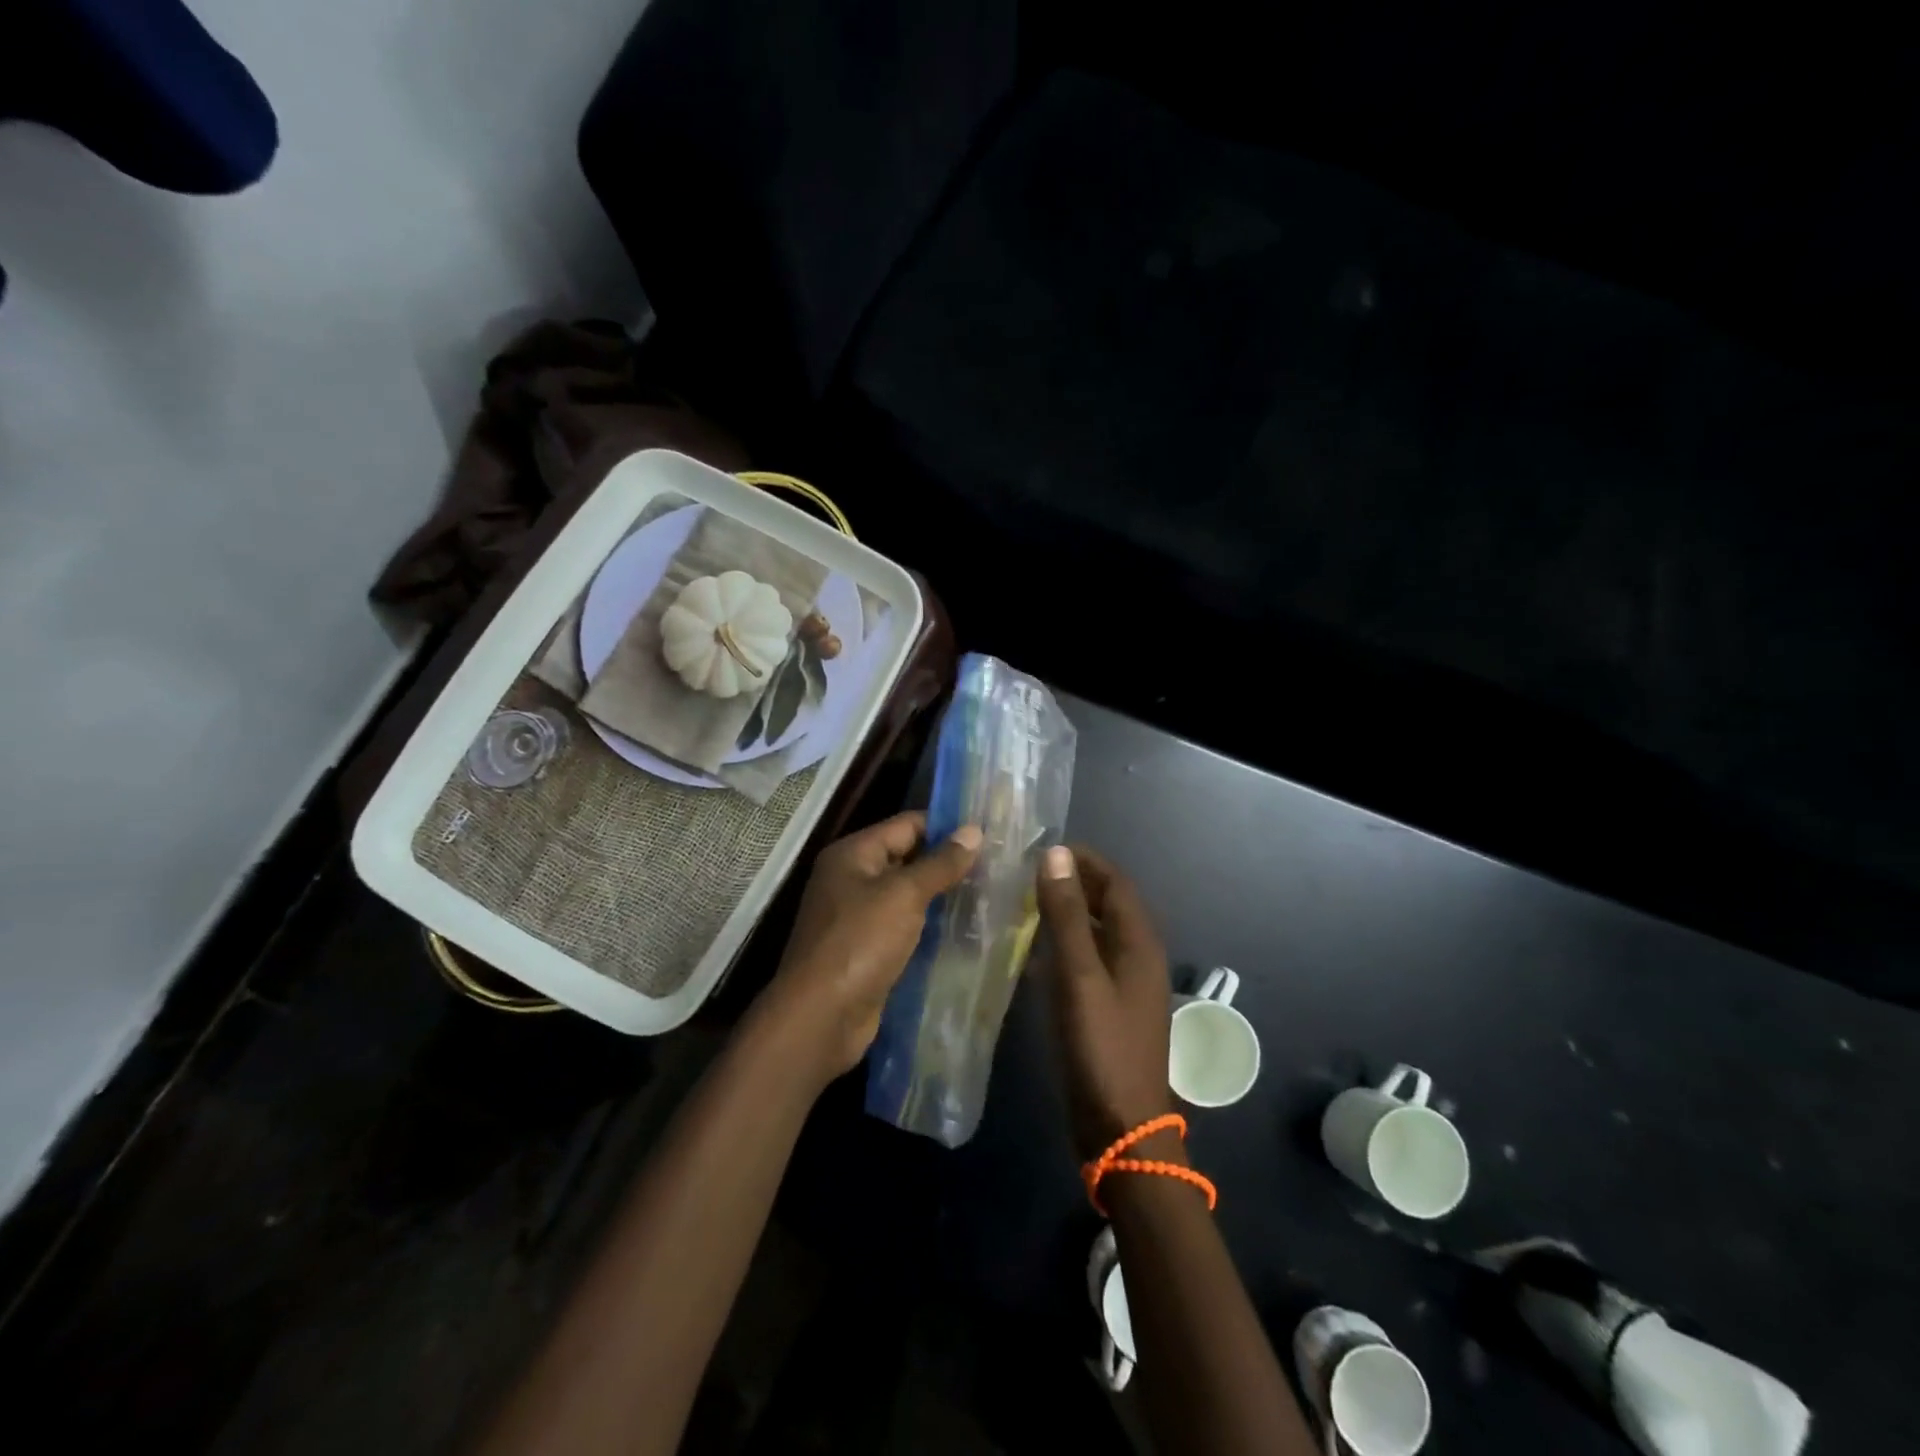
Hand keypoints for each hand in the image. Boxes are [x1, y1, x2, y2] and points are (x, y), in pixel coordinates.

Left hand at [758, 811, 981, 1084]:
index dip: (946, 827)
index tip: (988, 833)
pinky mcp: (867, 950)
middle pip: (907, 858)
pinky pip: (905, 927)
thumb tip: (974, 830)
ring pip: (908, 896)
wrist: (821, 1018)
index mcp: (853, 854)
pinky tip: (965, 930)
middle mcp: (852, 879)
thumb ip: (940, 863)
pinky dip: (930, 926)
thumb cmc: (860, 943)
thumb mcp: (904, 895)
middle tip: (996, 865)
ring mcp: (857, 917)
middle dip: (947, 863)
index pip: (906, 825)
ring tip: (989, 894)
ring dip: (942, 896)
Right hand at [1035, 845, 1174, 1160]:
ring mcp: (1126, 985)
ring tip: (1024, 903)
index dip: (1083, 860)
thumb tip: (1056, 854)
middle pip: (1108, 904)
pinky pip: (1088, 961)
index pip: (1115, 881)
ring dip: (1067, 914)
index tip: (1042, 848)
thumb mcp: (1080, 976)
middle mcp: (1138, 956)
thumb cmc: (1102, 1047)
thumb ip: (1068, 915)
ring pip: (1097, 933)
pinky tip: (1033, 952)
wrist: (1122, 1128)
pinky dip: (1065, 946)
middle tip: (1026, 873)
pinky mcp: (1110, 1008)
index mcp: (1139, 942)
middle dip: (1073, 883)